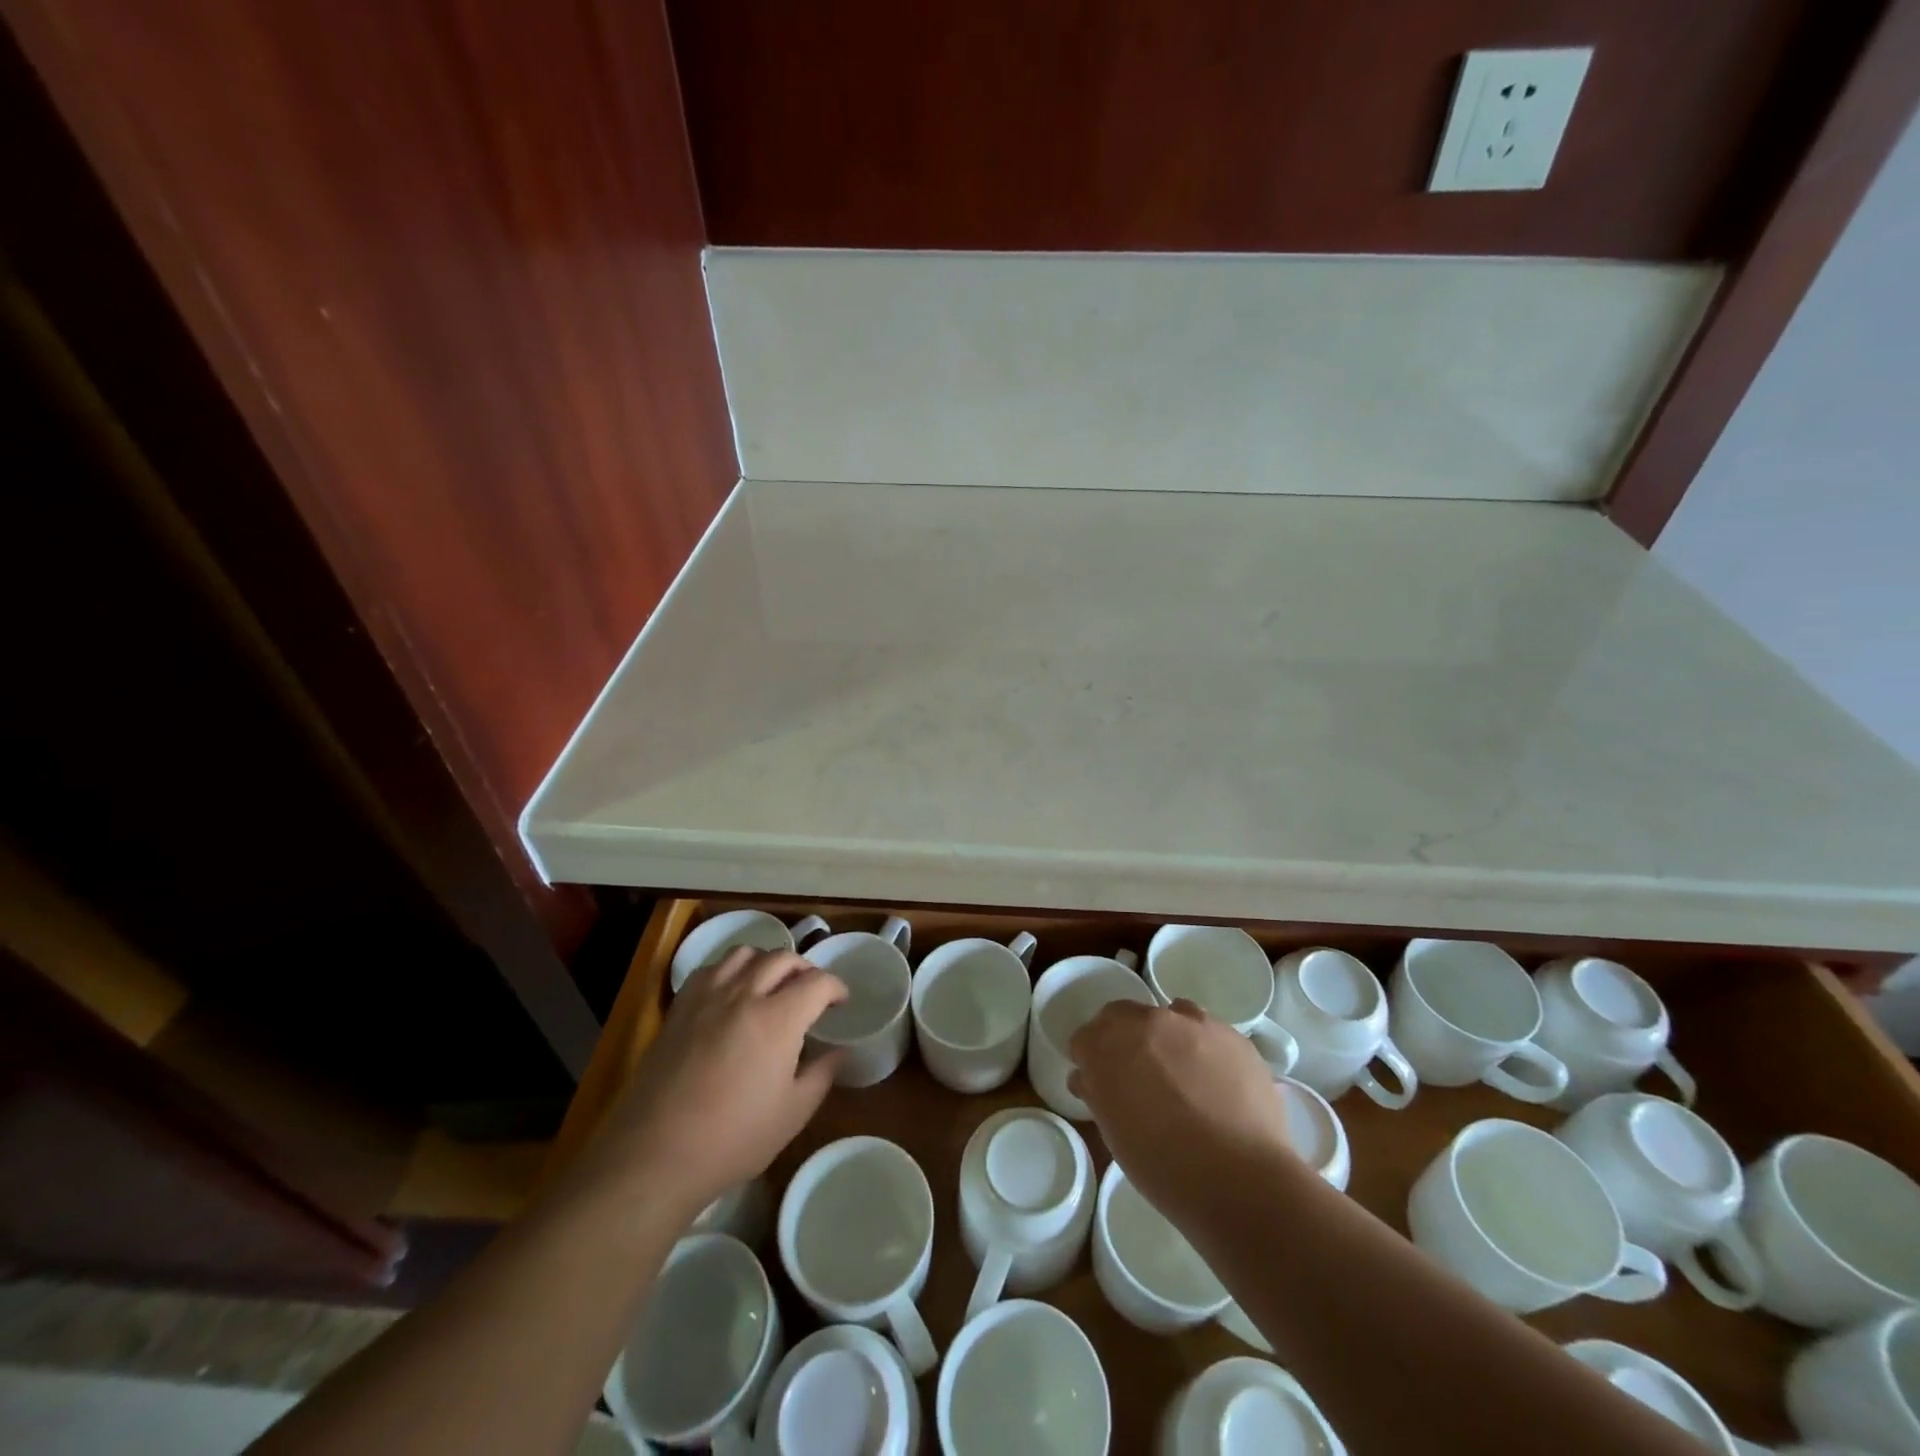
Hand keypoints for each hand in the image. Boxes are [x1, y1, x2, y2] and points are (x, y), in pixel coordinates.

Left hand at [580, 947, 845, 1216]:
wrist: (655, 1154)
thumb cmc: (732, 1139)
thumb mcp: (792, 1114)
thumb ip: (822, 1074)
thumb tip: (840, 1051)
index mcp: (778, 1019)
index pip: (817, 982)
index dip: (836, 987)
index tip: (841, 1002)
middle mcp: (744, 995)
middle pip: (782, 958)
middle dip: (805, 969)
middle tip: (811, 990)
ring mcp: (708, 997)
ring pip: (745, 953)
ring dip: (767, 961)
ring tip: (772, 983)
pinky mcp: (680, 1007)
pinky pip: (711, 968)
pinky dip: (731, 969)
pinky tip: (732, 992)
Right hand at [1068, 999, 1296, 1221]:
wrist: (1240, 1180)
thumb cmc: (1163, 1166)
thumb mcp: (1114, 1134)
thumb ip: (1098, 1094)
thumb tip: (1089, 1078)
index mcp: (1106, 1045)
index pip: (1085, 1038)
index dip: (1091, 1060)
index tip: (1101, 1083)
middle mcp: (1145, 1021)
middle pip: (1122, 1016)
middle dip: (1124, 1040)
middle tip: (1139, 1076)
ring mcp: (1191, 1023)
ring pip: (1169, 1017)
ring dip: (1167, 1039)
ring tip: (1183, 1078)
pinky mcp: (1231, 1034)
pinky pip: (1208, 1032)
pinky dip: (1204, 1049)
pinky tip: (1216, 1084)